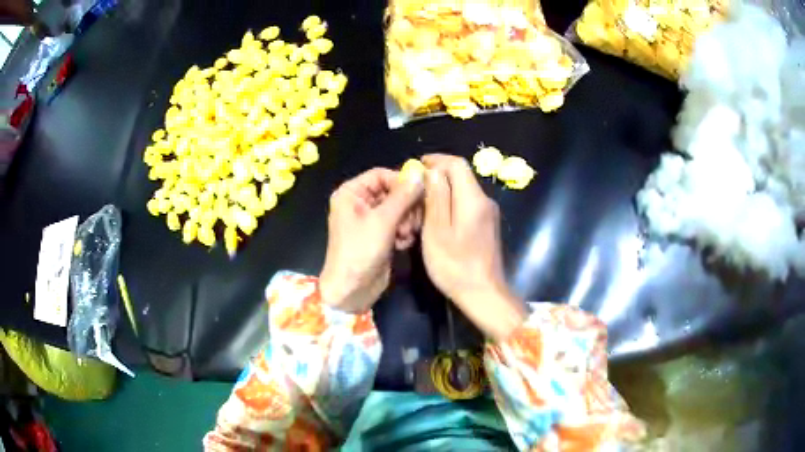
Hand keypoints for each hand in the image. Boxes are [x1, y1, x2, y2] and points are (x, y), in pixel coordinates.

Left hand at [319, 168, 422, 312]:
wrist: (351, 290)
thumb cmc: (360, 251)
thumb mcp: (382, 221)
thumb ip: (403, 196)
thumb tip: (420, 173)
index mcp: (351, 193)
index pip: (381, 175)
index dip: (401, 182)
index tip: (420, 193)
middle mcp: (360, 203)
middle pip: (392, 192)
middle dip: (406, 206)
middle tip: (414, 220)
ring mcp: (370, 220)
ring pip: (398, 209)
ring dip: (407, 220)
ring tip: (406, 235)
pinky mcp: (379, 235)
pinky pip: (398, 224)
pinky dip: (403, 232)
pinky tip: (403, 244)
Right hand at [420, 155, 526, 340]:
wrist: (484, 294)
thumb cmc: (455, 266)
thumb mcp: (437, 231)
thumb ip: (436, 197)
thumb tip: (433, 171)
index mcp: (473, 199)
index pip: (457, 164)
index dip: (436, 160)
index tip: (417, 166)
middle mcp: (485, 201)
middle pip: (462, 176)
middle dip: (438, 175)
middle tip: (415, 187)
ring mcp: (489, 214)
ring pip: (464, 191)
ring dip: (443, 190)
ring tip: (421, 203)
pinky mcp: (488, 226)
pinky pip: (468, 205)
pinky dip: (452, 203)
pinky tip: (438, 218)